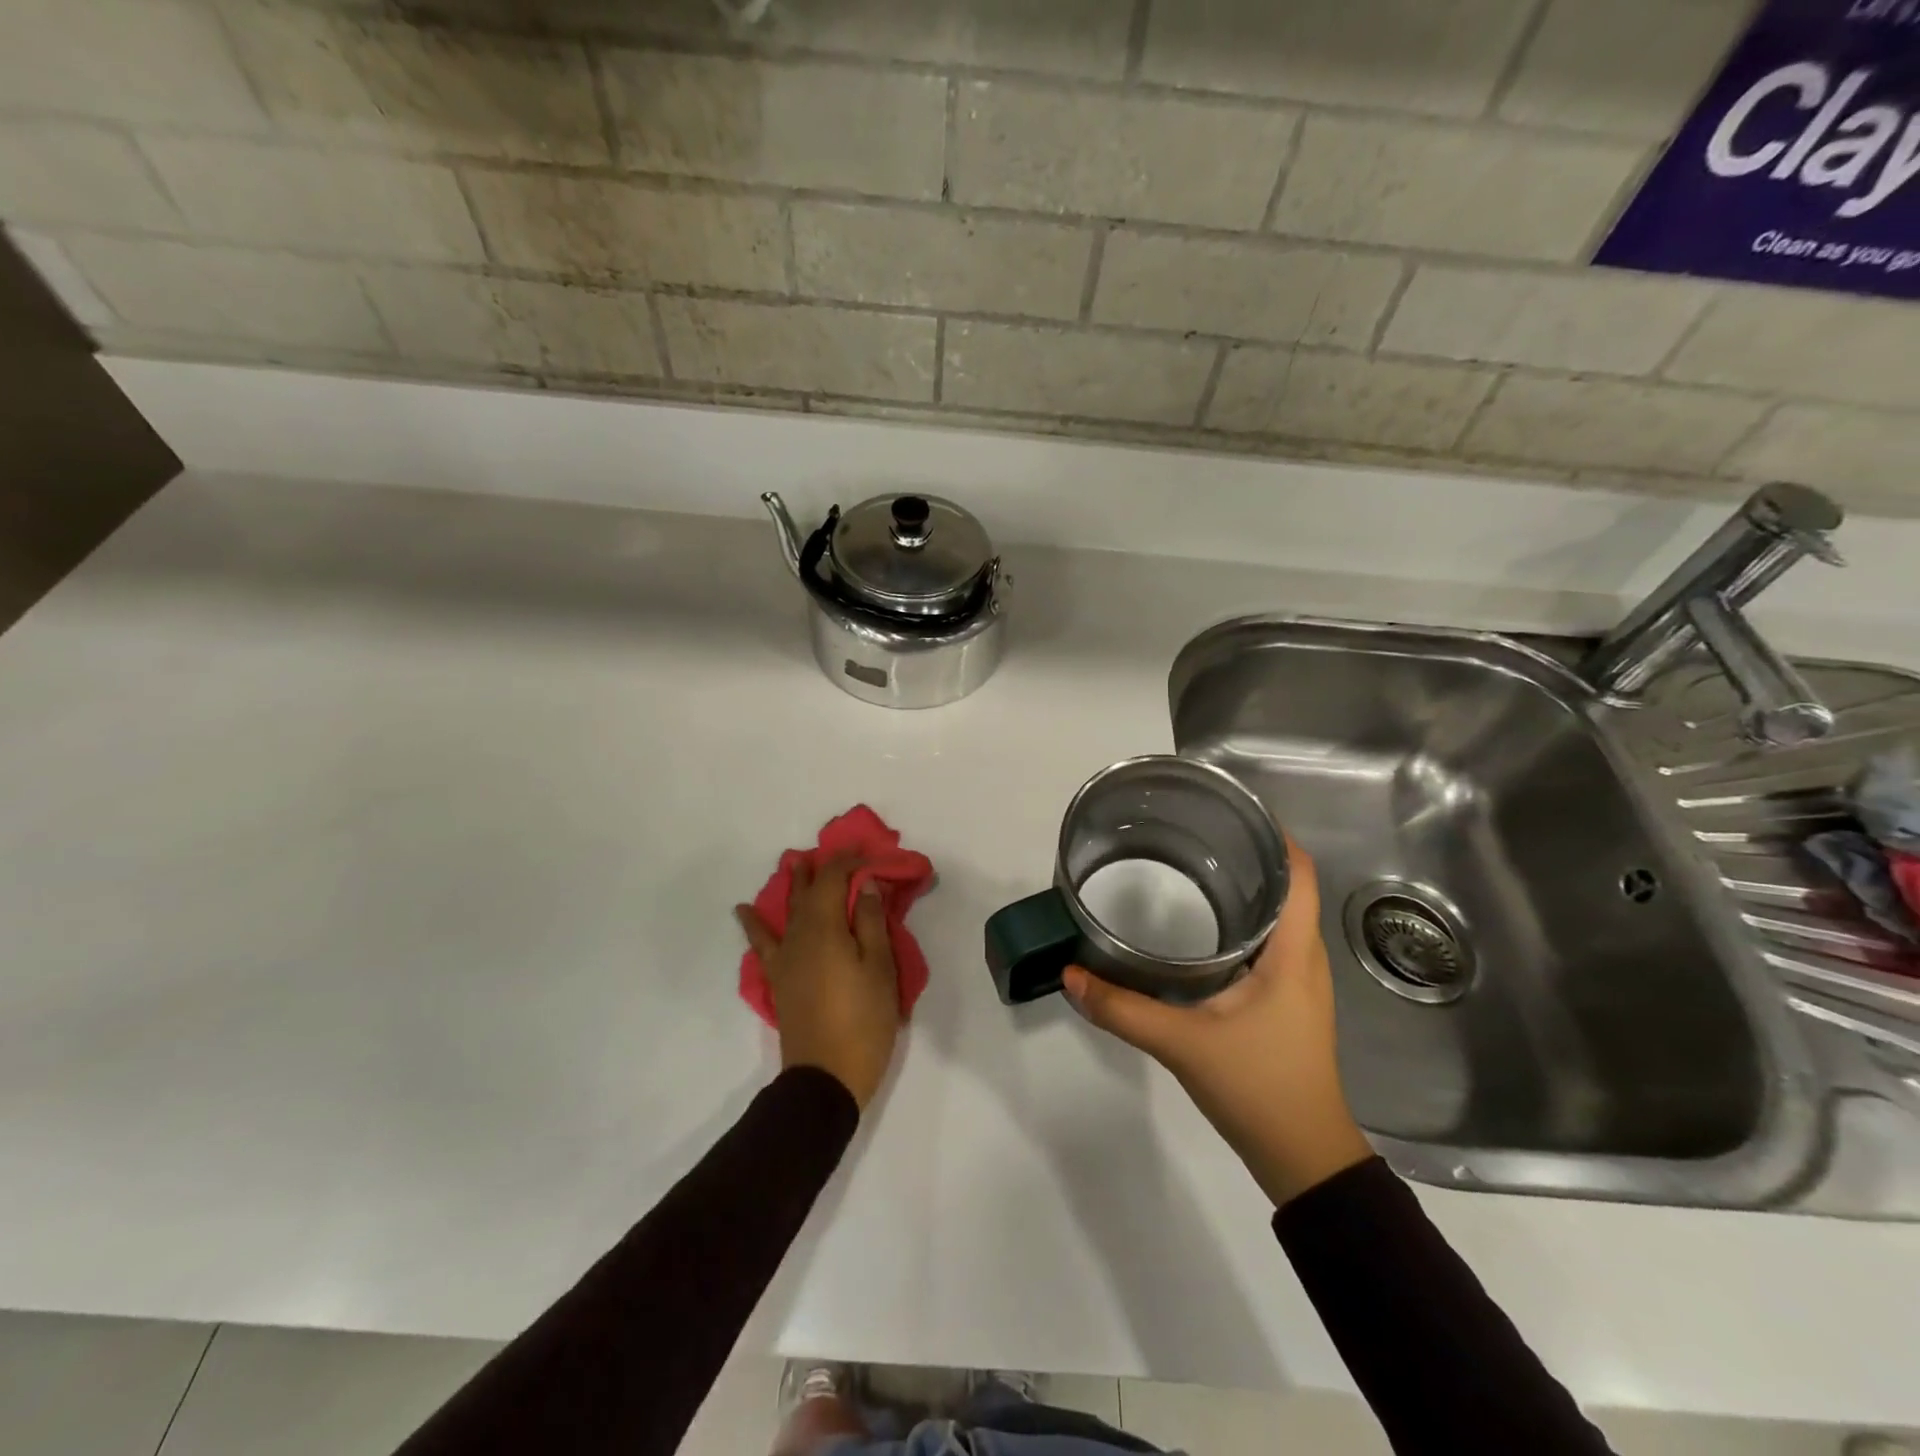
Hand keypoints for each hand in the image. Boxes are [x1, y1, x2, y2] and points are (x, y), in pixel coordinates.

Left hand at [736, 855, 900, 1111]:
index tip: (868, 851)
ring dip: (794, 885)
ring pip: (788, 911)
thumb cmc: (863, 1021)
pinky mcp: (779, 980)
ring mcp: (785, 959)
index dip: (849, 860)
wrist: (825, 1078)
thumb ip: (871, 922)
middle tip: (833, 850)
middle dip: (821, 868)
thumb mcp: (880, 969)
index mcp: (826, 929)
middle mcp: (799, 936)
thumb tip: (864, 884)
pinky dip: (754, 924)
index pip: (834, 879)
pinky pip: (763, 943)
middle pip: (808, 892)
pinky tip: (744, 912)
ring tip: (794, 863)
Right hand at [1064, 838, 1372, 1206]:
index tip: (1230, 811)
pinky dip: (1241, 921)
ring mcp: (1297, 982)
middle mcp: (1303, 958)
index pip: (1300, 873)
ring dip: (1244, 887)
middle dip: (1246, 854)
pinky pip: (1269, 943)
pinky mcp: (1285, 1002)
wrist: (1302, 1158)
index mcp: (1294, 953)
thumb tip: (1071, 974)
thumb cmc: (1258, 1088)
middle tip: (1191, 834)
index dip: (1275, 834)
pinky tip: (1200, 927)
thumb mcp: (1183, 1044)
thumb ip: (1123, 1009)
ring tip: (1190, 867)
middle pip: (1288, 887)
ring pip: (1279, 916)